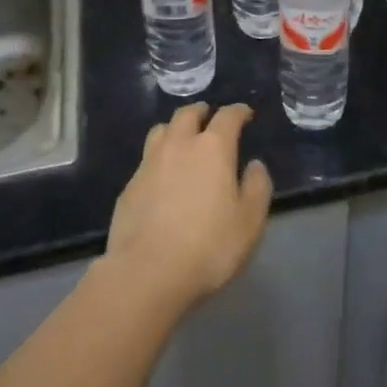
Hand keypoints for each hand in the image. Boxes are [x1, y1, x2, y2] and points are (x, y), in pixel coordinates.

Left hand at [103, 103, 273, 317]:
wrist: (146, 274)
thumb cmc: (208, 246)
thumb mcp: (249, 222)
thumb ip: (257, 187)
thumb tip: (254, 165)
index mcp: (213, 148)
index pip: (228, 116)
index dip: (238, 111)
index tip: (245, 114)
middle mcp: (179, 145)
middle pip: (188, 114)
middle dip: (201, 112)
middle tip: (209, 118)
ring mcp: (149, 164)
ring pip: (161, 130)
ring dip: (175, 129)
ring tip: (182, 139)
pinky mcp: (129, 187)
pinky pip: (146, 160)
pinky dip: (158, 159)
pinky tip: (162, 177)